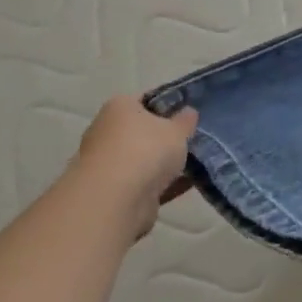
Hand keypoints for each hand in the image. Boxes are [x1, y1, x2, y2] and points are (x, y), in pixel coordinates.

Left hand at [69, 97, 196, 237]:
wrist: (115, 201)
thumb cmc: (146, 150)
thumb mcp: (178, 129)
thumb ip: (185, 120)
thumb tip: (188, 112)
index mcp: (119, 107)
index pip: (146, 101)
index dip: (169, 106)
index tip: (189, 116)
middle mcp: (106, 132)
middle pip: (142, 131)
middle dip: (165, 138)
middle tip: (192, 141)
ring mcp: (106, 163)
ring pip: (142, 159)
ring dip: (163, 164)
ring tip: (195, 165)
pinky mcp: (111, 191)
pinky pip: (143, 182)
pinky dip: (162, 184)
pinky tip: (186, 185)